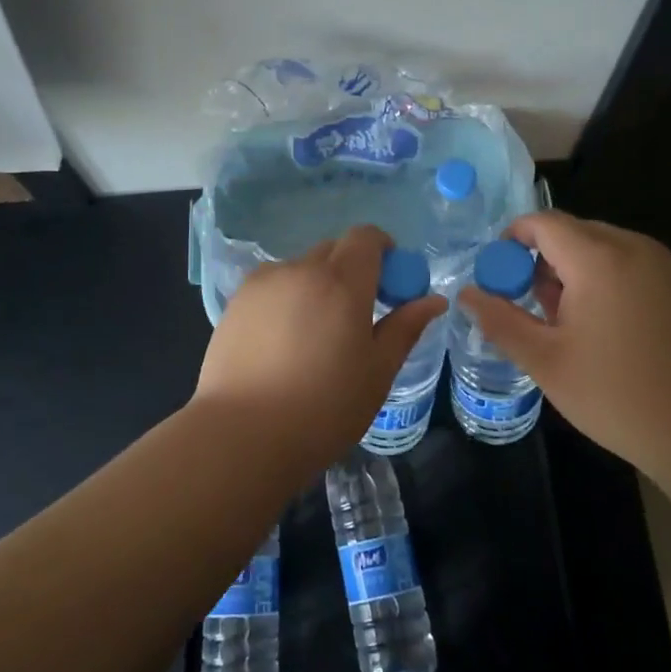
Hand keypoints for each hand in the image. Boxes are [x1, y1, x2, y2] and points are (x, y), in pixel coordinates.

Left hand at [192, 225, 447, 471]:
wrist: (243, 435)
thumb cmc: (324, 408)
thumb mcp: (378, 371)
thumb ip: (406, 327)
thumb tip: (434, 300)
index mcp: (341, 281)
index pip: (366, 237)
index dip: (383, 250)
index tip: (389, 284)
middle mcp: (300, 269)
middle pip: (333, 250)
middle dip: (352, 270)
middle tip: (357, 316)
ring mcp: (262, 283)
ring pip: (301, 268)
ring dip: (317, 285)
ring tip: (315, 336)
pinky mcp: (236, 302)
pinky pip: (272, 286)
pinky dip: (287, 299)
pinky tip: (283, 344)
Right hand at [457, 211, 670, 466]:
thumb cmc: (621, 396)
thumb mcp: (547, 362)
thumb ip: (500, 320)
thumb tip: (466, 293)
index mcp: (598, 258)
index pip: (542, 222)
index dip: (511, 241)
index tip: (498, 278)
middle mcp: (634, 247)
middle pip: (572, 233)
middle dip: (542, 261)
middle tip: (531, 309)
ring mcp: (665, 265)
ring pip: (602, 249)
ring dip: (574, 273)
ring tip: (567, 326)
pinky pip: (630, 266)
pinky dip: (605, 282)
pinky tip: (607, 332)